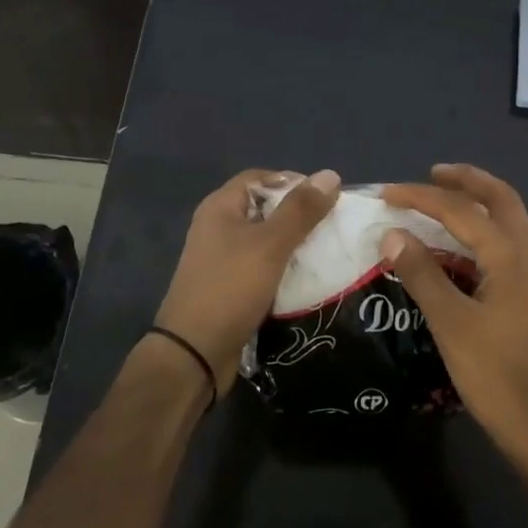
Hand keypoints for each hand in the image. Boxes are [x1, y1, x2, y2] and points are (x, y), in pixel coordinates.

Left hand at [152, 168, 342, 391]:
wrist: (195, 353)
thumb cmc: (231, 288)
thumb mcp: (270, 244)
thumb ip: (300, 210)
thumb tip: (330, 175)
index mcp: (220, 208)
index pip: (260, 178)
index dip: (292, 181)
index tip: (325, 197)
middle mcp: (217, 228)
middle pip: (264, 209)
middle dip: (298, 215)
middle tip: (332, 226)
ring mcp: (221, 260)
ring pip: (265, 242)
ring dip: (294, 245)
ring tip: (327, 252)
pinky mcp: (230, 289)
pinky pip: (262, 269)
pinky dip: (284, 271)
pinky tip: (308, 280)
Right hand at [381, 164, 527, 472]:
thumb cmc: (495, 374)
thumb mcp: (450, 323)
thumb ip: (422, 274)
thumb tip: (392, 234)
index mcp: (510, 254)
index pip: (460, 210)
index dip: (420, 198)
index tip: (385, 193)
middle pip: (500, 197)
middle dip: (466, 181)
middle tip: (432, 174)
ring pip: (512, 216)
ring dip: (482, 199)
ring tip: (448, 197)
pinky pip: (513, 238)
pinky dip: (489, 225)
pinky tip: (469, 242)